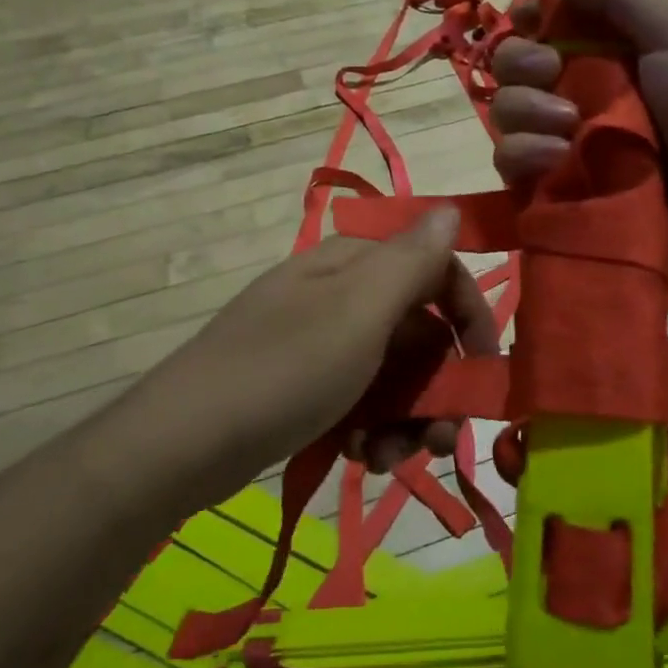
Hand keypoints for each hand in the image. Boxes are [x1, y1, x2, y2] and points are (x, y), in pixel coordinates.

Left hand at [137, 210, 498, 491]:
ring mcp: (320, 341)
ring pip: (393, 374)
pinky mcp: (304, 384)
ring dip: (404, 418)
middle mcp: (341, 294)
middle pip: (418, 332)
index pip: (436, 271)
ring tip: (385, 458)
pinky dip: (369, 428)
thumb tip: (452, 209)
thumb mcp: (358, 311)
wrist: (182, 443)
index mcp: (355, 264)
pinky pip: (360, 399)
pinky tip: (356, 456)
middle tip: (440, 441)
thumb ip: (412, 260)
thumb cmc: (283, 370)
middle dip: (437, 388)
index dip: (469, 316)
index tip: (485, 368)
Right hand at [491, 0, 667, 303]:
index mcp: (610, 49)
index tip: (529, 20)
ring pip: (506, 113)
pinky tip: (555, 159)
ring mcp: (565, 142)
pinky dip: (523, 155)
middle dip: (521, 62)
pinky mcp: (556, 186)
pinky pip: (511, 163)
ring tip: (567, 127)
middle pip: (513, 66)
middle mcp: (580, 91)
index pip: (546, 24)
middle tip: (551, 72)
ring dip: (524, 111)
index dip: (529, 18)